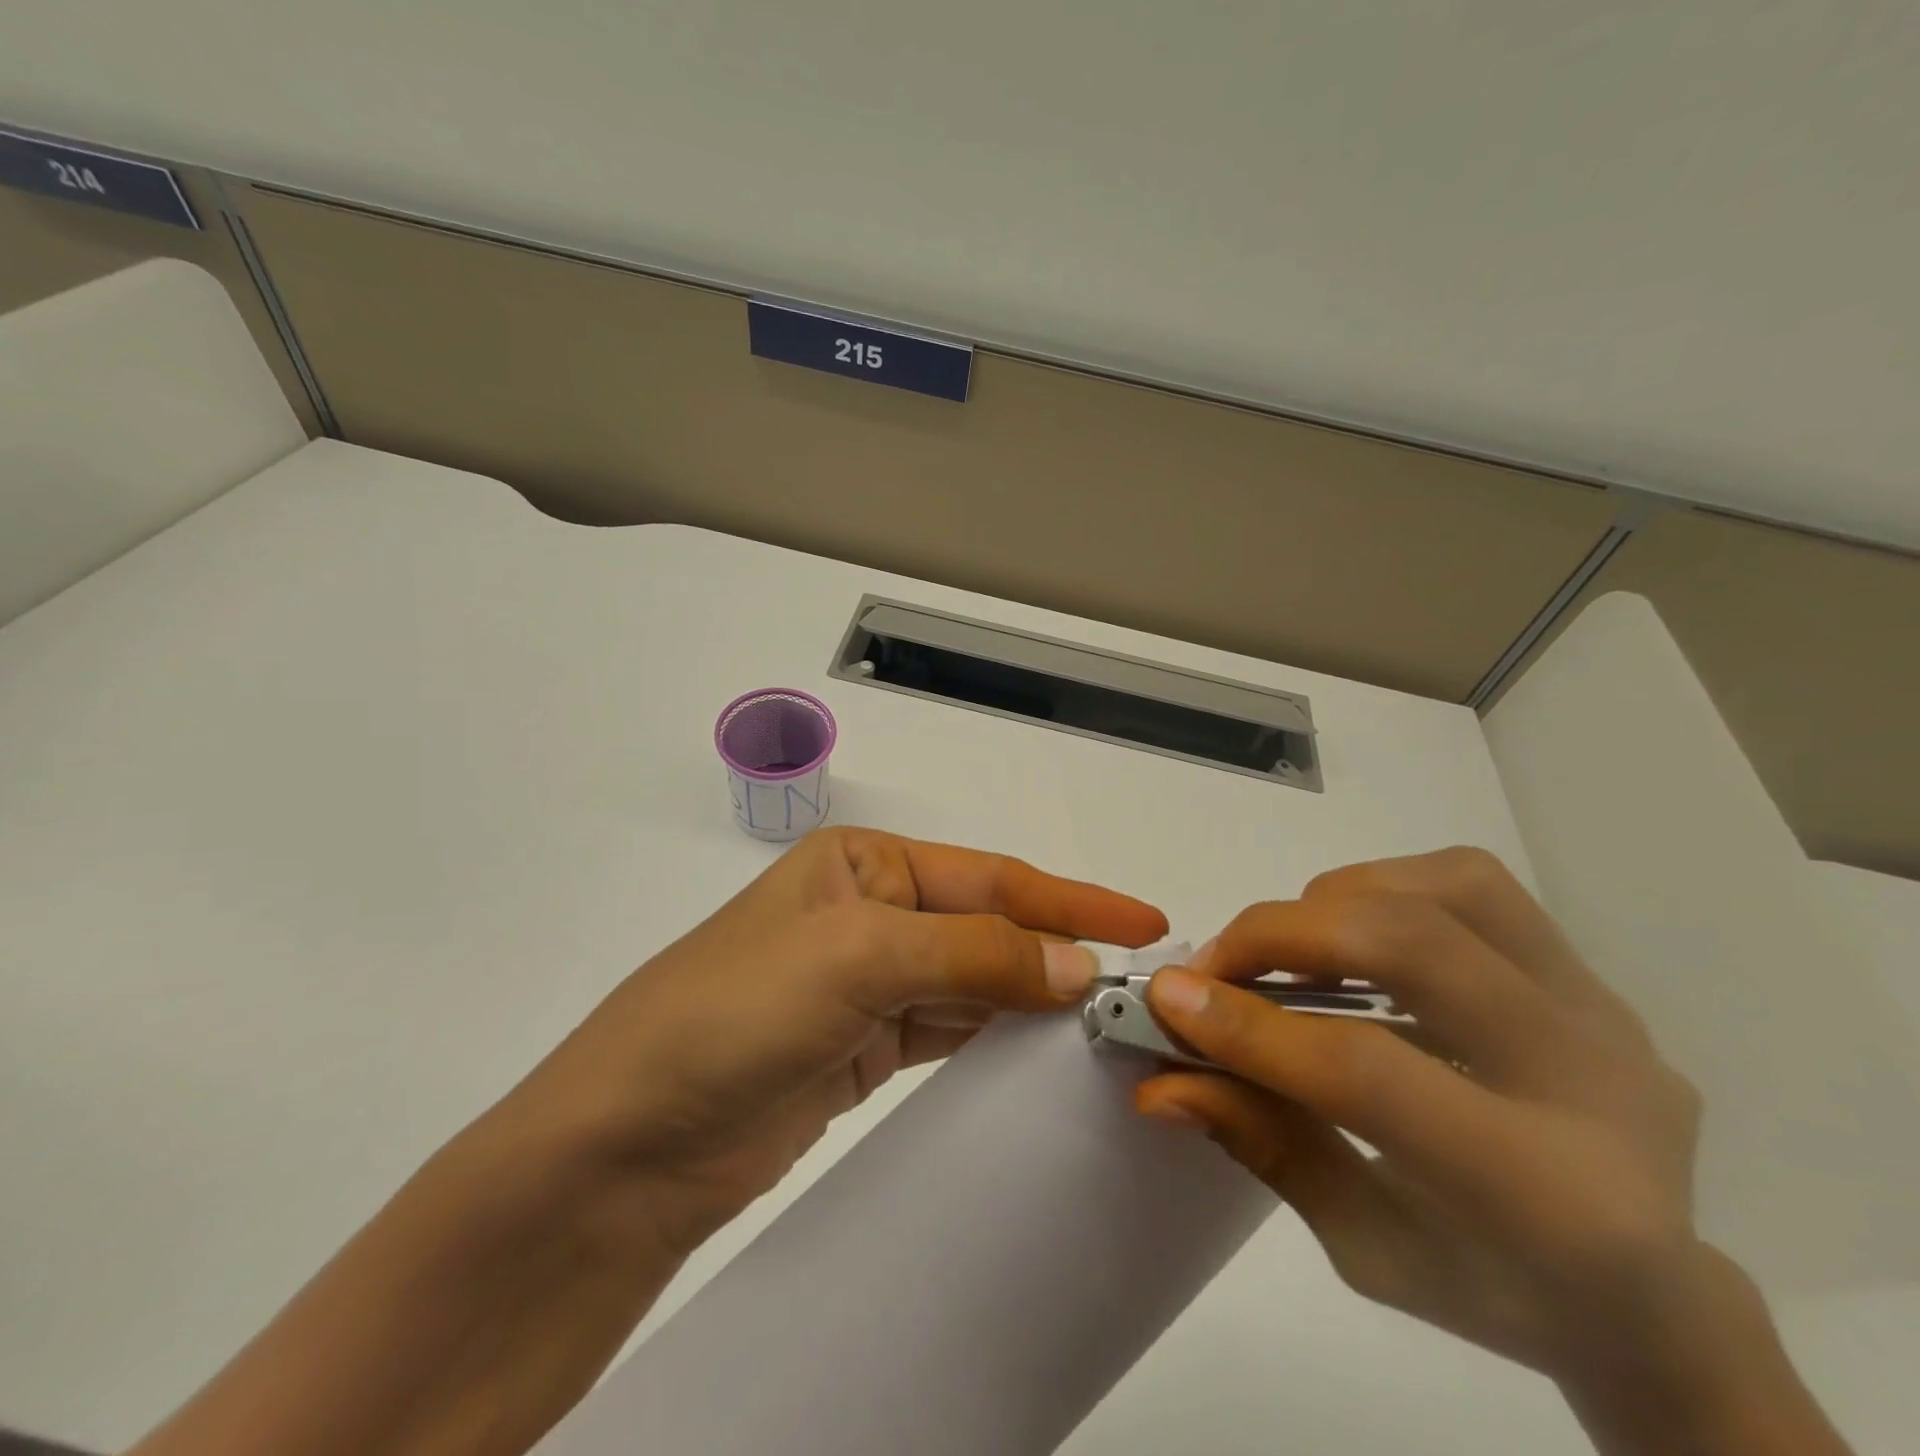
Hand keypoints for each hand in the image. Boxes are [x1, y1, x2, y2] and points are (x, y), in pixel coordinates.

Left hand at [520, 826, 1166, 1255]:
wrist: (629, 1142)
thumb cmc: (736, 1012)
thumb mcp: (857, 958)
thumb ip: (973, 955)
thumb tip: (1076, 965)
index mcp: (864, 865)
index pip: (988, 878)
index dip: (1068, 900)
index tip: (1144, 921)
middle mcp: (870, 913)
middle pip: (985, 926)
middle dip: (1057, 948)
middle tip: (1137, 981)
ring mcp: (867, 982)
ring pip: (973, 979)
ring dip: (1032, 995)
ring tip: (1104, 1016)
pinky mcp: (863, 1046)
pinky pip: (949, 1028)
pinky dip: (995, 1034)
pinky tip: (1039, 1047)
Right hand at [1134, 848, 1849, 1454]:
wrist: (1650, 1293)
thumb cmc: (1492, 1289)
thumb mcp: (1364, 1247)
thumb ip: (1264, 1145)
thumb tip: (1161, 1080)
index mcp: (1549, 1198)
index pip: (1369, 1074)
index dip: (1252, 1029)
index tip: (1166, 1000)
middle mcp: (1596, 1084)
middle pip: (1411, 947)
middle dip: (1280, 936)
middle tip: (1210, 964)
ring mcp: (1605, 1012)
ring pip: (1447, 889)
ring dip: (1334, 901)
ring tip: (1283, 948)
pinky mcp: (1590, 974)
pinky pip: (1472, 884)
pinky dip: (1383, 887)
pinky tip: (1349, 934)